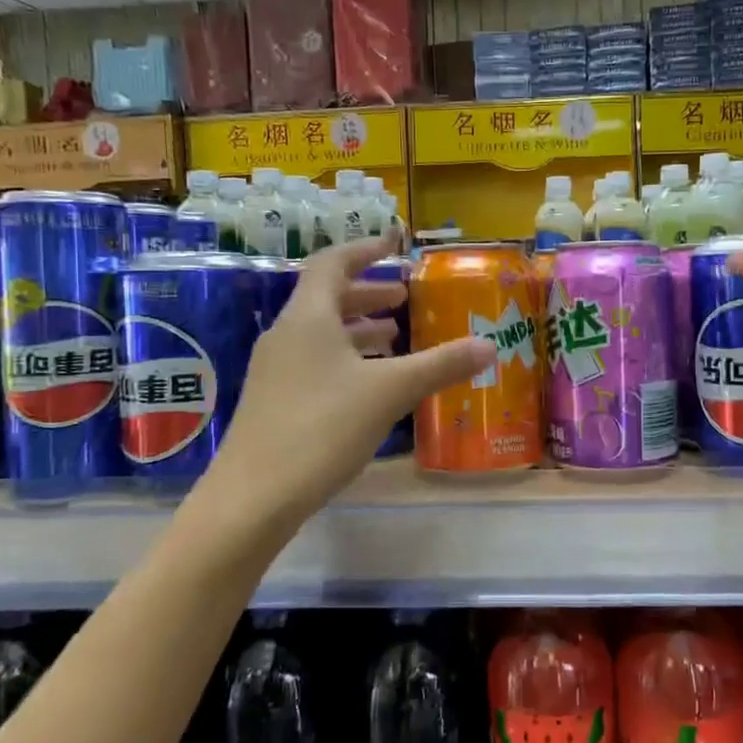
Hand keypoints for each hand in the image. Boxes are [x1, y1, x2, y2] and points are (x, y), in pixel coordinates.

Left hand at [206, 233, 491, 523]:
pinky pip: (315, 362)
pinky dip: (346, 358)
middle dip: (368, 293)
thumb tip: (489, 345)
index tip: (394, 245)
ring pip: (321, 334)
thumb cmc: (322, 428)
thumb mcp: (390, 392)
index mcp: (308, 317)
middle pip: (327, 298)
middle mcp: (286, 335)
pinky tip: (369, 383)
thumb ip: (440, 365)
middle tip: (404, 298)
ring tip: (394, 336)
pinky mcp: (274, 401)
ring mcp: (275, 370)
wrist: (254, 497)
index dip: (365, 250)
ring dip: (358, 328)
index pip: (333, 263)